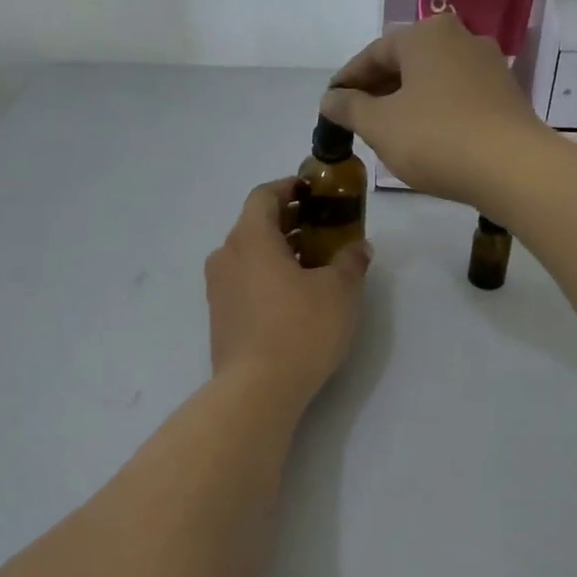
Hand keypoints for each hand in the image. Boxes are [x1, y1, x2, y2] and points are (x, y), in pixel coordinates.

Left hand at [206, 179, 370, 399]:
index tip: (312, 191)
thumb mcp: (340, 291)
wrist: (257, 389)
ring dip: (279, 251)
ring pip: (249, 255)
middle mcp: (226, 256)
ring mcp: (218, 288)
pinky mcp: (219, 316)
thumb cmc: (300, 328)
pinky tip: (294, 296)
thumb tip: (358, 248)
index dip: (289, 187)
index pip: (264, 195)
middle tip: (323, 229)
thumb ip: (350, 261)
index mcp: (250, 238)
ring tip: (314, 264)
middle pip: (255, 225)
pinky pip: (244, 281)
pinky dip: (267, 276)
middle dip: (290, 222)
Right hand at [319, 15, 551, 208]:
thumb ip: (349, 108)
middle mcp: (460, 37)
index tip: (330, 104)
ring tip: (387, 129)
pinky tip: (424, 135)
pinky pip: (457, 95)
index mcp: (425, 34)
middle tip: (356, 117)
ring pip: (433, 78)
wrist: (512, 167)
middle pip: (406, 62)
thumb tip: (330, 98)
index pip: (373, 53)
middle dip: (378, 88)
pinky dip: (434, 109)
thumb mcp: (380, 125)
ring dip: (406, 99)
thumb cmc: (435, 138)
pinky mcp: (506, 93)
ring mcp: (488, 64)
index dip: (347, 80)